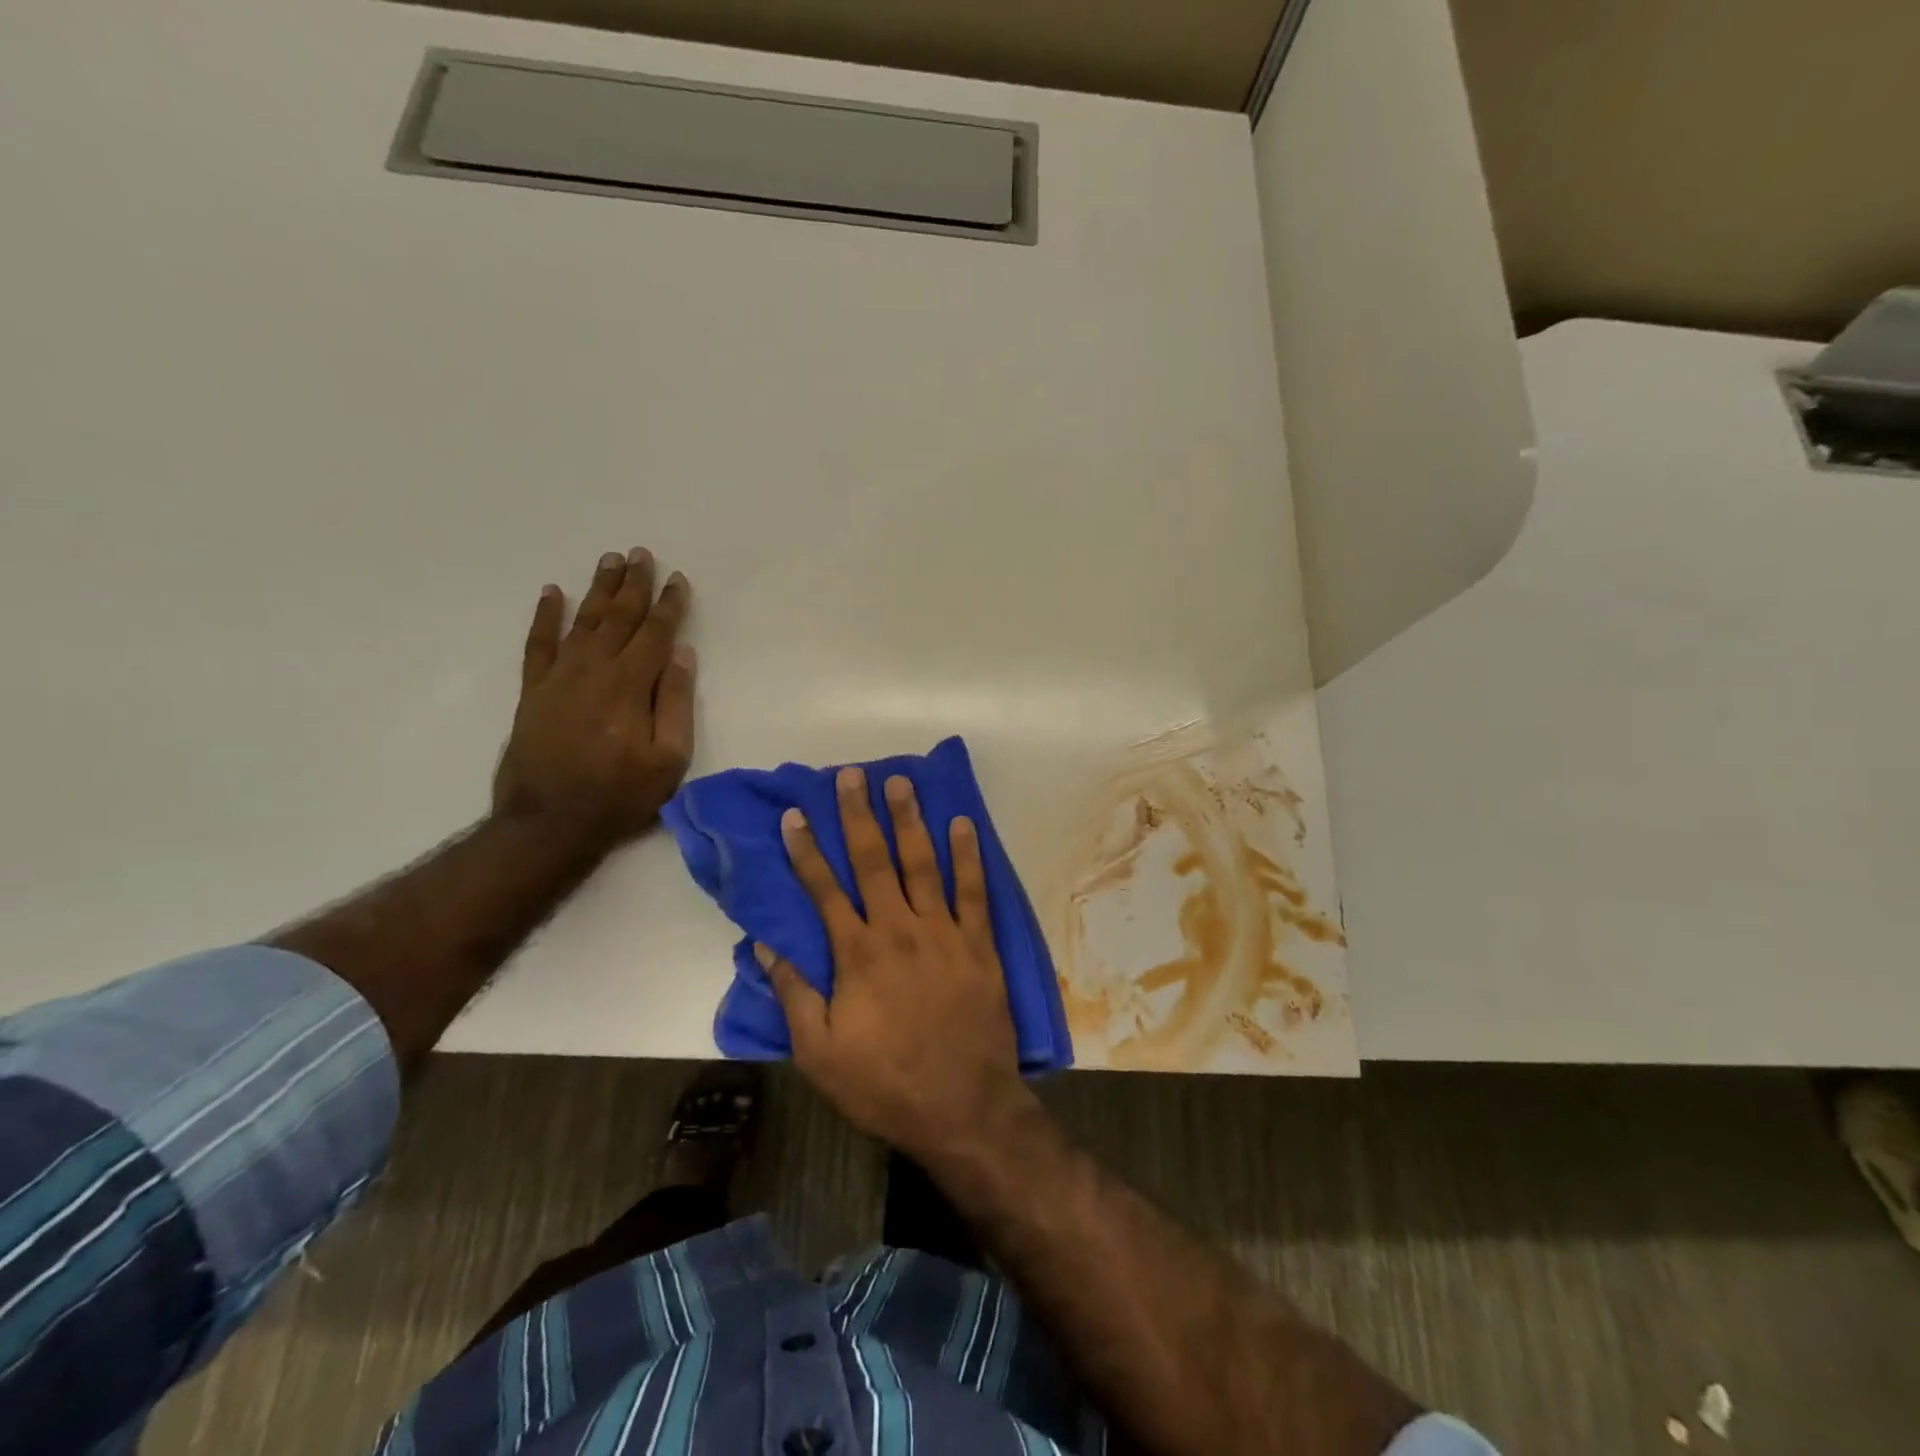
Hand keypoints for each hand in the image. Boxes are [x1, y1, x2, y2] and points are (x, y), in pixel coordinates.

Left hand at [492, 549, 694, 847]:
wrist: (549, 822)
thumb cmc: (620, 795)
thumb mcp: (669, 759)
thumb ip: (676, 703)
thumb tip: (682, 655)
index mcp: (631, 685)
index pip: (656, 633)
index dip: (670, 605)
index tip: (679, 579)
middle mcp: (595, 669)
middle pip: (619, 617)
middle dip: (634, 584)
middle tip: (642, 554)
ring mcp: (559, 677)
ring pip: (583, 620)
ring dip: (599, 588)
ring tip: (610, 560)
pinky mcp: (533, 690)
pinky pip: (538, 643)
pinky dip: (545, 616)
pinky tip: (552, 592)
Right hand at [760, 767, 1035, 1165]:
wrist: (963, 1107)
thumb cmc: (885, 1083)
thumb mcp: (820, 1053)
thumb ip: (794, 995)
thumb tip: (766, 947)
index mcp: (857, 954)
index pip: (824, 889)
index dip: (807, 850)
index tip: (795, 815)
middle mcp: (898, 930)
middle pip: (873, 861)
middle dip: (859, 815)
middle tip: (852, 775)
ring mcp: (943, 932)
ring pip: (922, 863)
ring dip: (909, 820)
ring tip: (900, 781)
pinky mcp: (979, 943)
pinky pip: (973, 890)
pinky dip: (968, 855)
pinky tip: (963, 823)